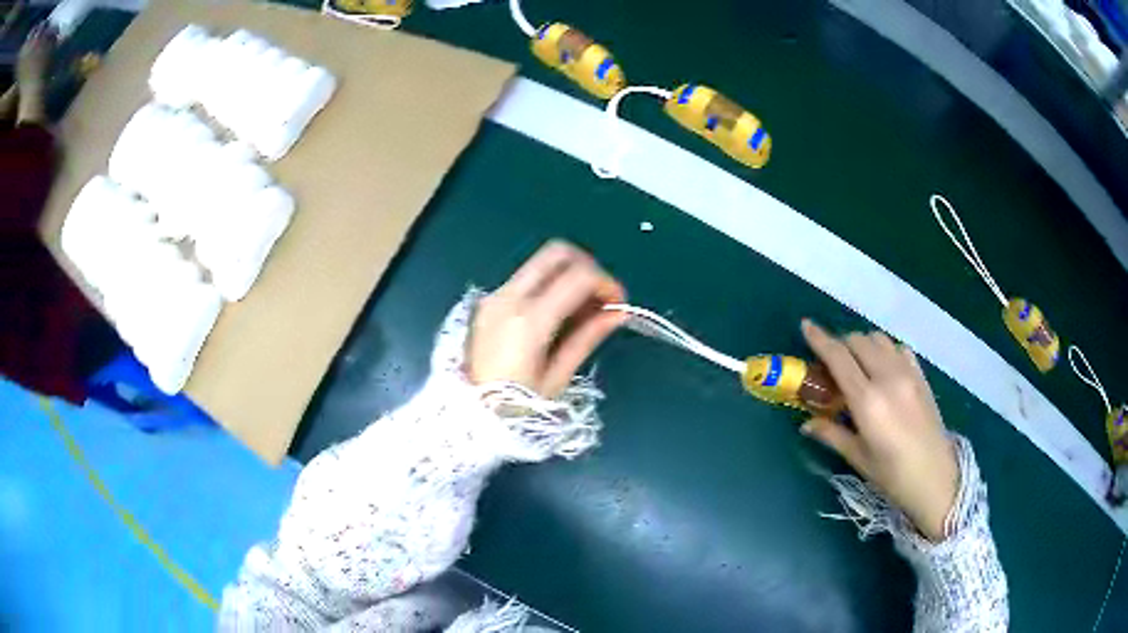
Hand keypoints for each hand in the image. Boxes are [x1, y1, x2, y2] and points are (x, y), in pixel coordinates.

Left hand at [467, 241, 626, 397]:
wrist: (468, 417)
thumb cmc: (516, 407)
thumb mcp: (557, 376)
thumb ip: (587, 337)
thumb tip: (618, 312)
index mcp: (528, 319)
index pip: (578, 276)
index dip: (607, 283)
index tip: (619, 302)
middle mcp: (509, 297)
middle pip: (557, 253)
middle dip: (587, 267)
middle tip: (601, 296)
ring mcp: (495, 296)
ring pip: (541, 263)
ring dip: (568, 275)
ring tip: (584, 309)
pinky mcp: (488, 302)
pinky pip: (527, 278)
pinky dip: (550, 284)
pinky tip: (560, 313)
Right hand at [800, 320, 958, 541]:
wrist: (935, 478)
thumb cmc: (892, 475)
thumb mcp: (858, 457)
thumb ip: (831, 434)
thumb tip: (806, 424)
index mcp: (867, 401)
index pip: (838, 357)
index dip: (820, 339)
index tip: (805, 326)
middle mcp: (887, 378)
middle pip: (858, 341)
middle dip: (840, 345)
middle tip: (832, 363)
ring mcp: (908, 374)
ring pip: (879, 339)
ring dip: (863, 344)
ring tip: (857, 365)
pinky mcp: (921, 376)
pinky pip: (899, 348)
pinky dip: (885, 350)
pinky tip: (884, 368)